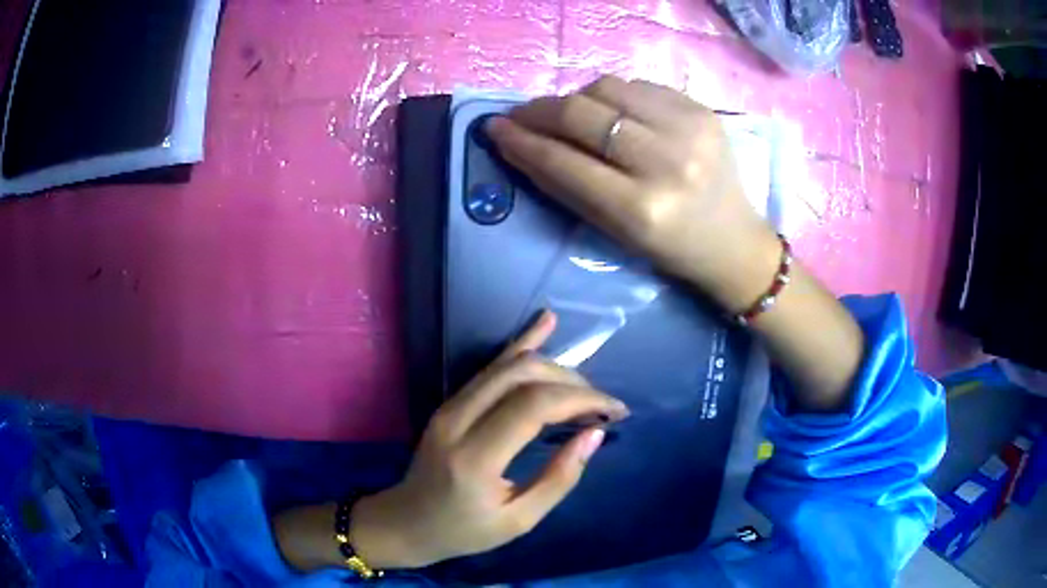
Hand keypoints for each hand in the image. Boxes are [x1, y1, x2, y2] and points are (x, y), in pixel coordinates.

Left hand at [349, 311, 628, 568]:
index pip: (534, 406)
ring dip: (555, 367)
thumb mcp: (518, 520)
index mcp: (475, 458)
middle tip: (601, 406)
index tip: (614, 411)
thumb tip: (594, 434)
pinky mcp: (451, 401)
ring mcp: (450, 406)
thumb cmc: (464, 531)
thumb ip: (558, 478)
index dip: (582, 399)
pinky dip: (522, 345)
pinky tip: (546, 322)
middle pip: (523, 375)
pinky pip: (491, 367)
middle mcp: (458, 420)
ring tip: (587, 386)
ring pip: (508, 364)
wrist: (407, 521)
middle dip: (573, 382)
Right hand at [486, 75, 781, 312]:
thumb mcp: (614, 233)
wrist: (735, 242)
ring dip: (576, 98)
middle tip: (522, 116)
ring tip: (569, 115)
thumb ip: (564, 186)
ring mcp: (690, 128)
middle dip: (540, 110)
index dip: (522, 141)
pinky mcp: (703, 109)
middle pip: (582, 112)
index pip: (564, 160)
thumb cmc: (671, 250)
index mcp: (642, 209)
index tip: (495, 128)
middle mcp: (667, 162)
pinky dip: (614, 96)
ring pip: (607, 87)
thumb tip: (519, 144)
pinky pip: (638, 85)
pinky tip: (612, 113)